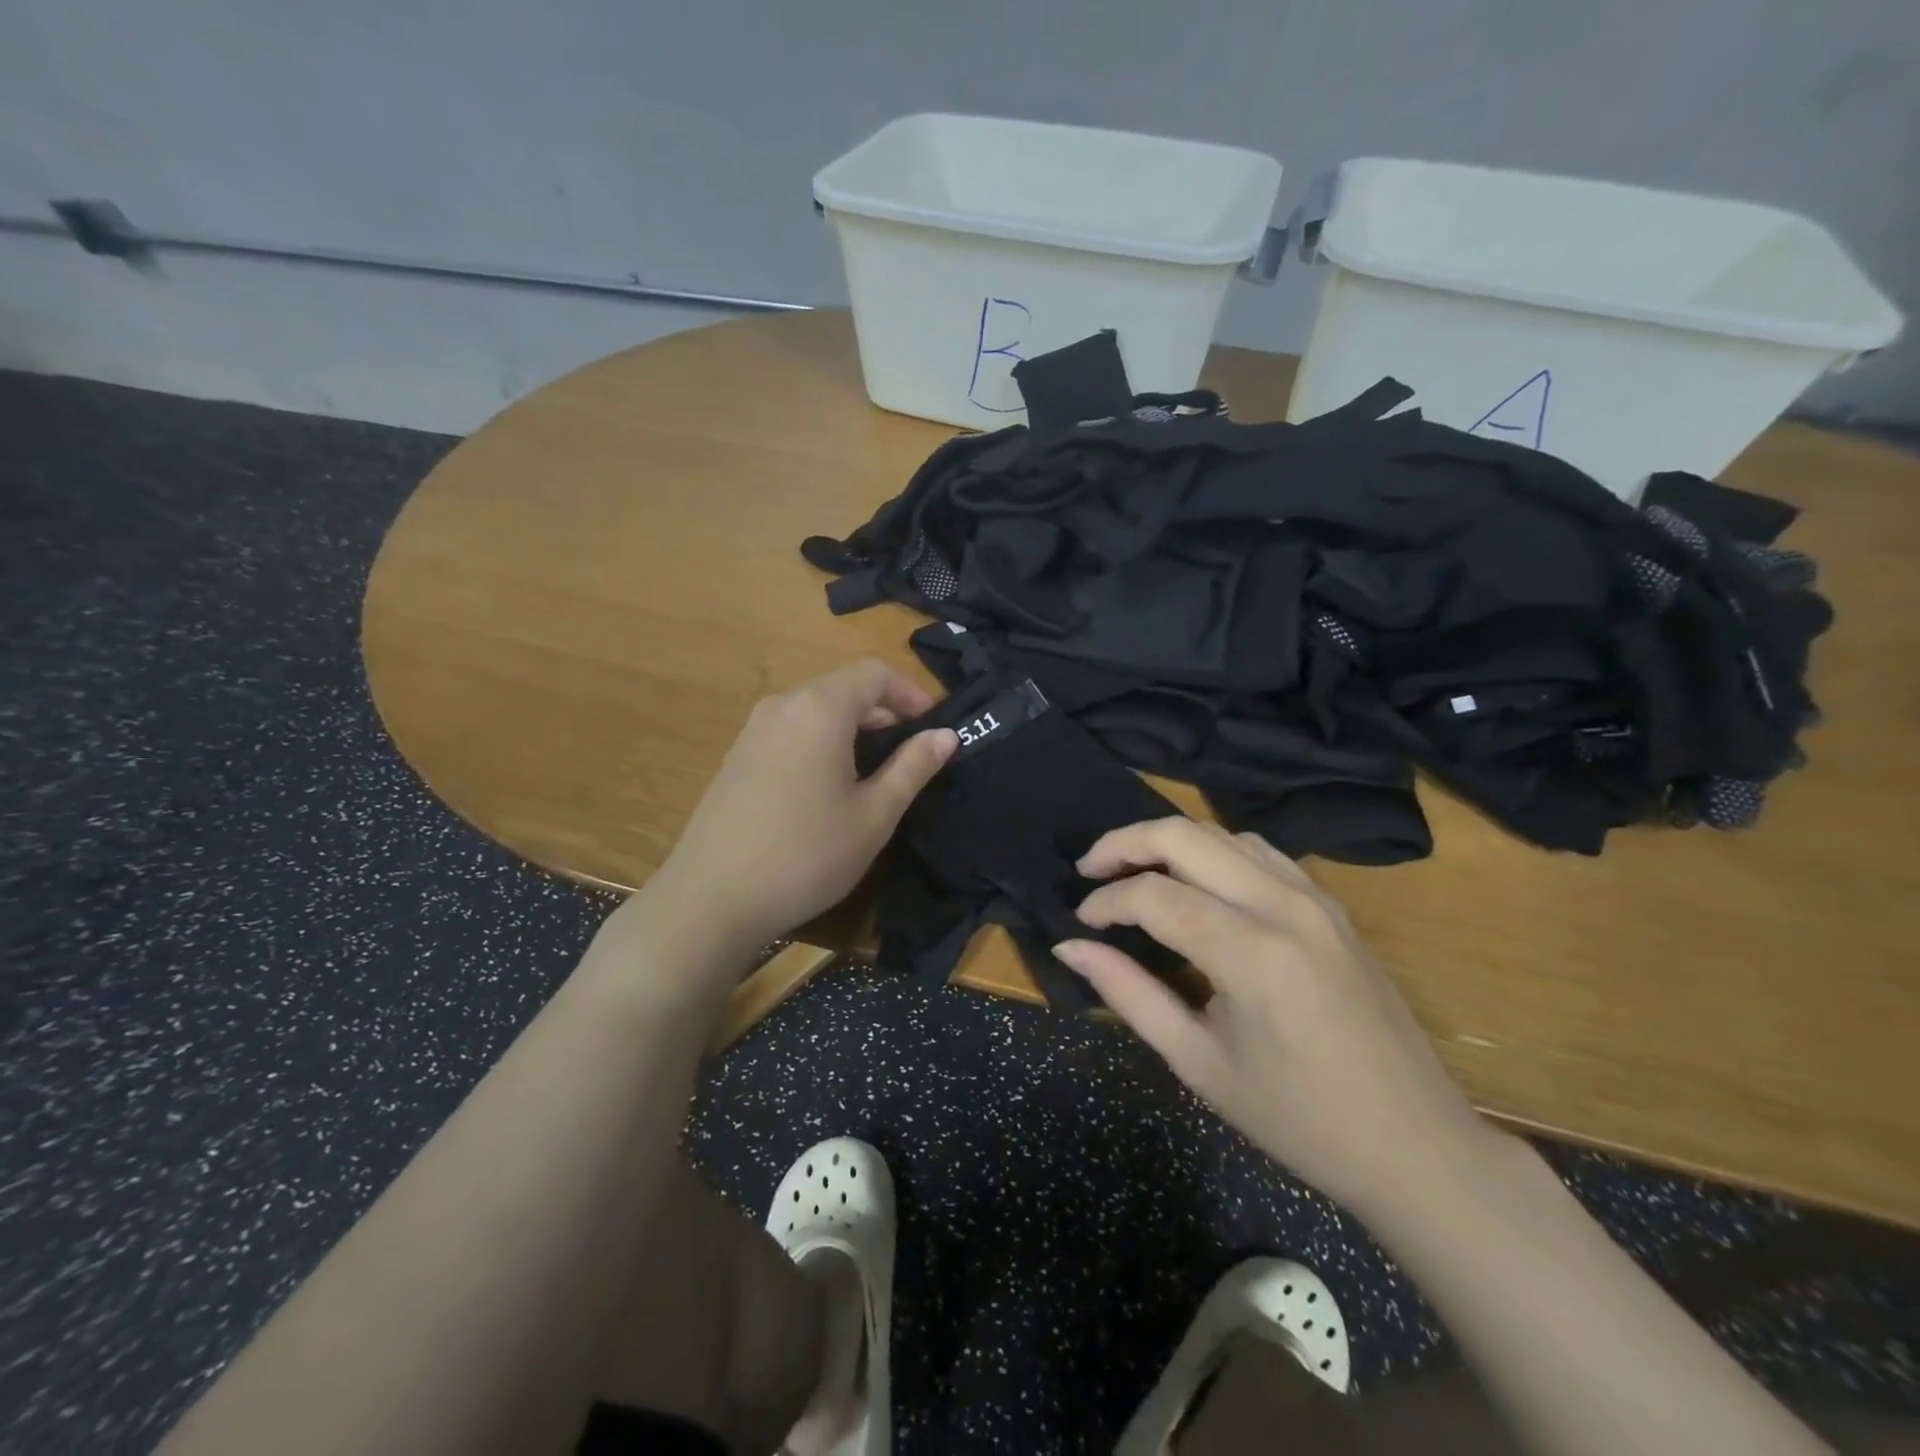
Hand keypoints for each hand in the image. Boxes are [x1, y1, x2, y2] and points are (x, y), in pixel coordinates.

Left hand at [648, 659, 956, 950]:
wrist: (710, 900)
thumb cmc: (806, 854)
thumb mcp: (874, 815)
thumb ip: (913, 767)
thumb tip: (946, 735)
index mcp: (819, 708)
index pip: (875, 673)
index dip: (911, 694)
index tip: (933, 730)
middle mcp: (783, 705)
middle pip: (844, 688)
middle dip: (884, 713)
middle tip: (911, 756)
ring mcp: (753, 730)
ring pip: (816, 710)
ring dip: (853, 730)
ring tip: (874, 775)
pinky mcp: (737, 757)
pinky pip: (791, 732)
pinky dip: (821, 743)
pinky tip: (827, 790)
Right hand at [1054, 818, 1492, 1218]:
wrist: (1417, 1146)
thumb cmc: (1298, 1119)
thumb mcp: (1199, 1063)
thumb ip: (1129, 994)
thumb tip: (1070, 947)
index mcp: (1252, 952)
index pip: (1154, 896)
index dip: (1105, 902)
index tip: (1081, 924)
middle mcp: (1283, 905)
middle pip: (1185, 836)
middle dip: (1125, 843)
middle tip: (1089, 870)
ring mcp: (1315, 898)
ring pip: (1222, 834)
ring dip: (1169, 841)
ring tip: (1133, 871)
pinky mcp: (1331, 905)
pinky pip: (1259, 852)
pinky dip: (1213, 852)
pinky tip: (1196, 882)